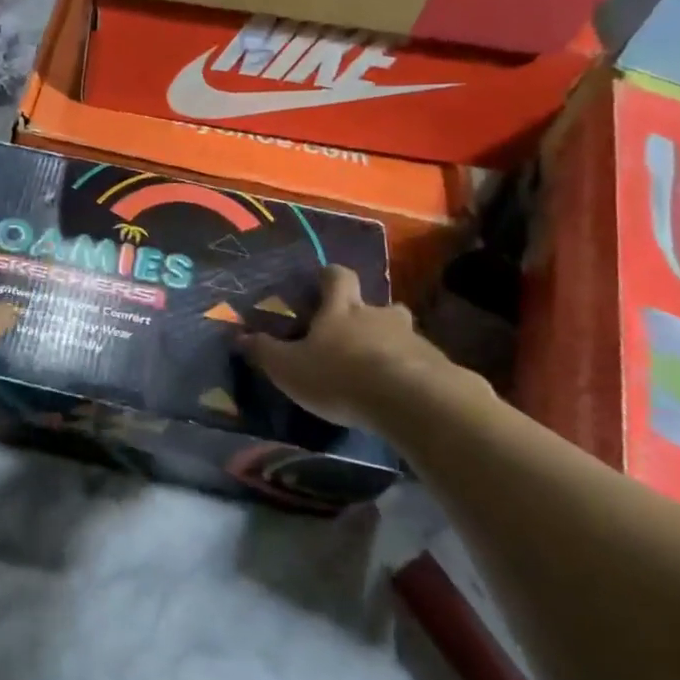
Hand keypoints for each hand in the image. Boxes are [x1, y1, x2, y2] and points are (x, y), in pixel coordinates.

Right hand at [240, 265, 476, 432]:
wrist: (413, 402)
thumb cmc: (341, 376)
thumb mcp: (289, 368)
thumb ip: (264, 352)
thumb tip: (239, 336)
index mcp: (342, 310)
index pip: (337, 276)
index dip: (329, 277)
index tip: (322, 282)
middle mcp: (380, 316)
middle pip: (378, 304)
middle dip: (369, 315)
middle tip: (355, 336)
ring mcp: (415, 340)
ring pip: (403, 335)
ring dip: (392, 347)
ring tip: (380, 372)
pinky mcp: (440, 368)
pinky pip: (424, 365)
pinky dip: (414, 375)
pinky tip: (404, 397)